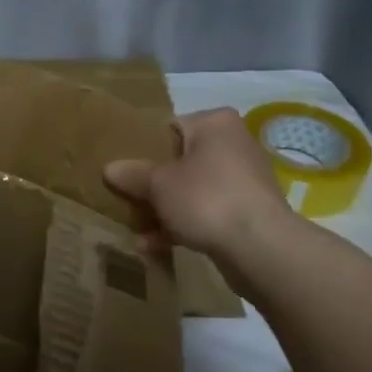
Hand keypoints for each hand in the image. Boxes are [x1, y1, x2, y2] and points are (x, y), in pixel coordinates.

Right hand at [103, 108, 296, 260]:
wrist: (261, 247)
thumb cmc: (207, 198)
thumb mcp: (158, 184)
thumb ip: (132, 174)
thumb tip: (109, 168)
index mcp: (215, 123)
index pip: (170, 126)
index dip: (143, 147)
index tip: (124, 168)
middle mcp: (234, 144)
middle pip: (180, 161)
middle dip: (153, 184)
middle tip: (127, 198)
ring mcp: (244, 180)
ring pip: (192, 189)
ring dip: (164, 209)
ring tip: (137, 228)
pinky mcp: (248, 211)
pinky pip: (206, 212)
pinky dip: (183, 226)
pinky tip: (154, 246)